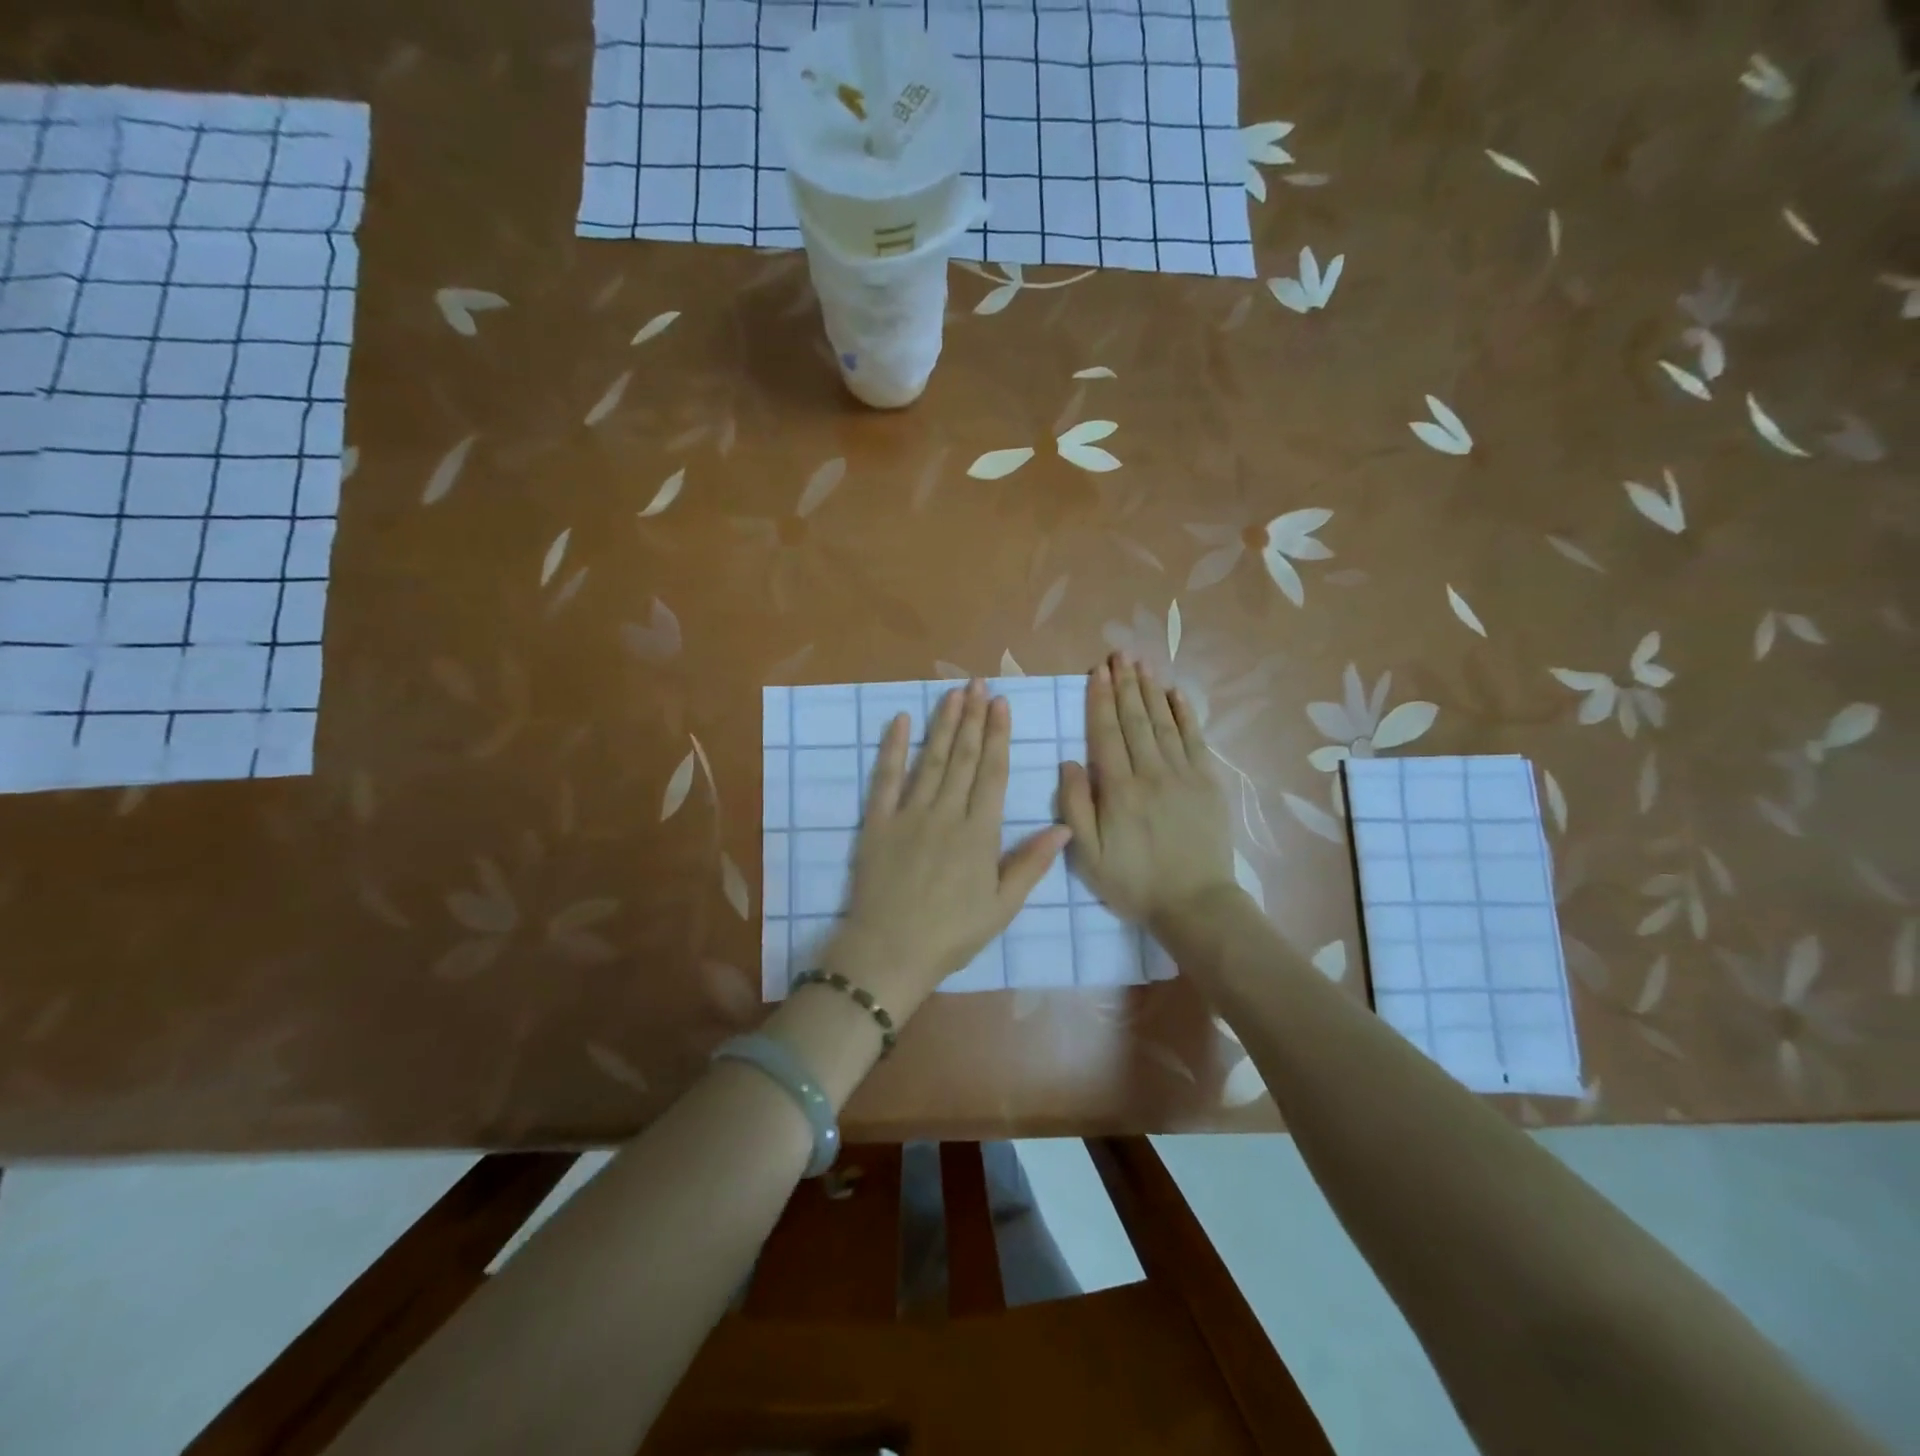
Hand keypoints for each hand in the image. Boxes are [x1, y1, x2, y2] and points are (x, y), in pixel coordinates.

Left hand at [831, 680, 1071, 1020]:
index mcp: (980, 833)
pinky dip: (893, 748)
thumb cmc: (952, 933)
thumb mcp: (1002, 906)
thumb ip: (1031, 864)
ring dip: (943, 724)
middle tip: (979, 683)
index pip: (993, 774)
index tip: (1001, 704)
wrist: (890, 951)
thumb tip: (1064, 827)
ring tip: (953, 693)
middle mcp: (947, 814)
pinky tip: (901, 720)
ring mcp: (909, 814)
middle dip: (973, 718)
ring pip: (931, 760)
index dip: (999, 736)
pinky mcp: (878, 822)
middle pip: (963, 758)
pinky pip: (886, 778)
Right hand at [1058, 654, 1237, 929]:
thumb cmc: (1134, 883)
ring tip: (1141, 663)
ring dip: (1150, 690)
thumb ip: (1075, 807)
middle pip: (1135, 719)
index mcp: (1119, 789)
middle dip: (1124, 684)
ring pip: (1163, 722)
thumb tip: (1069, 761)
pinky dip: (1185, 713)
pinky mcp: (1208, 783)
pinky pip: (1195, 738)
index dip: (1099, 699)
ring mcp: (1184, 774)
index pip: (1106, 733)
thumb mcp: (1088, 856)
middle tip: (1118, 654)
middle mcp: (1151, 772)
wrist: (1195, 904)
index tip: (1096, 671)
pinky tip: (1175, 693)